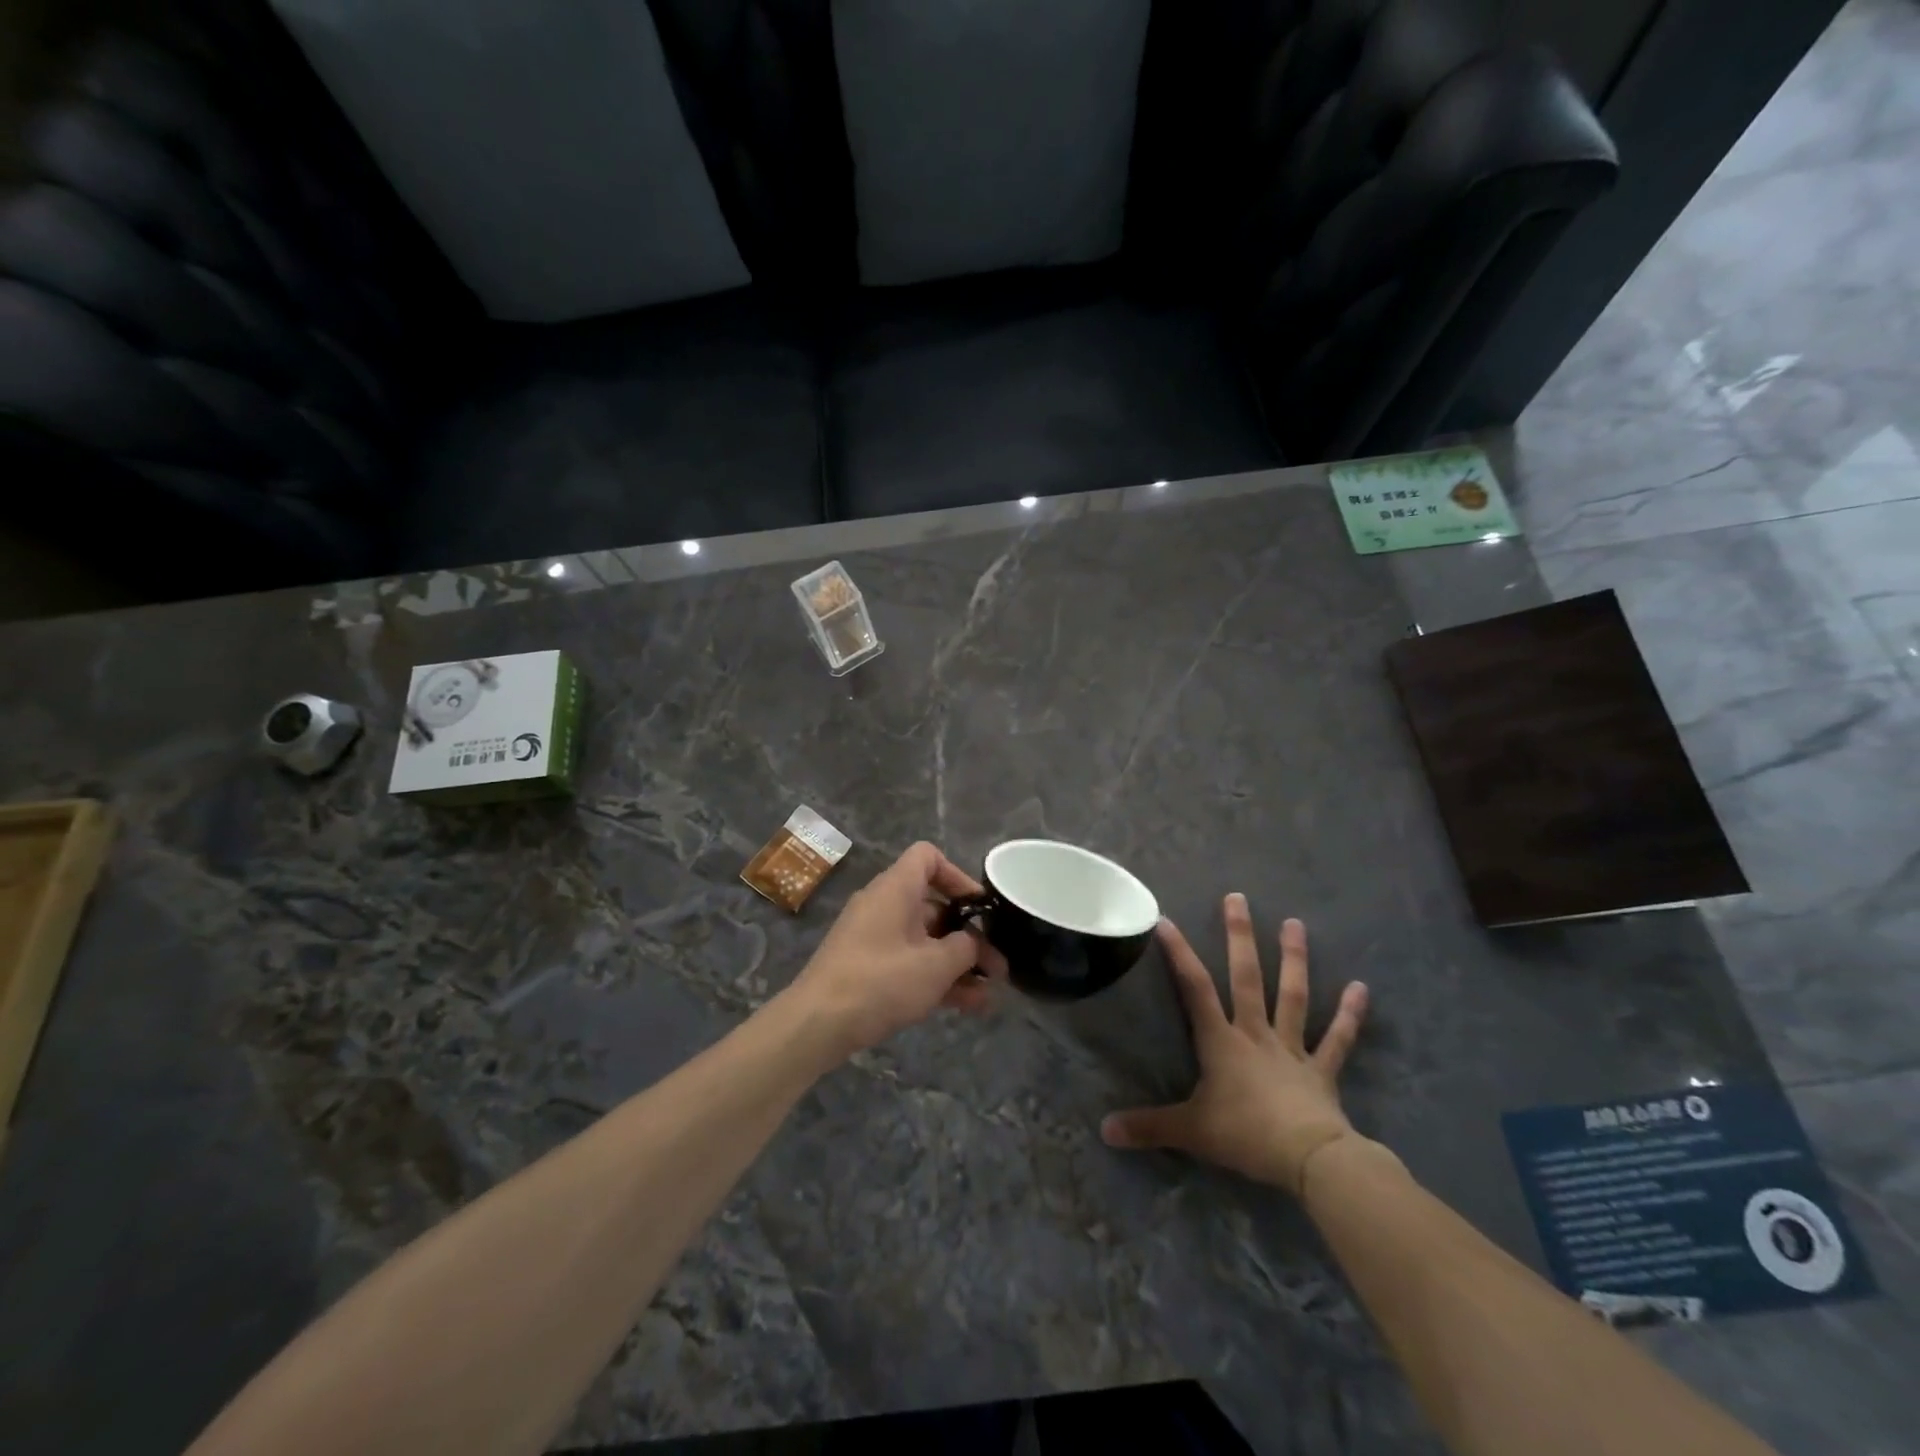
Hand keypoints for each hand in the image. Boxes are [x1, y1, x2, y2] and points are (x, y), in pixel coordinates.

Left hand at [784, 842, 1000, 1060]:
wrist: (817, 1024)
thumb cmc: (880, 981)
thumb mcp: (935, 965)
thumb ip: (966, 948)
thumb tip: (973, 944)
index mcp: (895, 889)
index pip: (928, 857)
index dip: (958, 876)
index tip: (979, 908)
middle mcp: (883, 905)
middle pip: (933, 906)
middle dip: (968, 935)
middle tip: (997, 966)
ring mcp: (873, 938)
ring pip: (925, 940)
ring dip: (957, 963)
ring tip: (989, 994)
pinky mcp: (867, 968)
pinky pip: (909, 962)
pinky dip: (935, 977)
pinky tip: (967, 1006)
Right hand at [1101, 896, 1367, 1194]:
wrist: (1310, 1159)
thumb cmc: (1246, 1135)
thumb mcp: (1190, 1131)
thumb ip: (1149, 1127)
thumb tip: (1104, 1129)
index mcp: (1222, 1042)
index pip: (1195, 988)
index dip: (1180, 954)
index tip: (1167, 921)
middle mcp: (1256, 1033)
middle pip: (1247, 978)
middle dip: (1240, 937)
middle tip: (1238, 898)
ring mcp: (1292, 1049)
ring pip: (1292, 996)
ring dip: (1294, 960)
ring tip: (1295, 923)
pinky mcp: (1321, 1070)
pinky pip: (1338, 1039)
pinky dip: (1350, 1015)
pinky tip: (1362, 987)